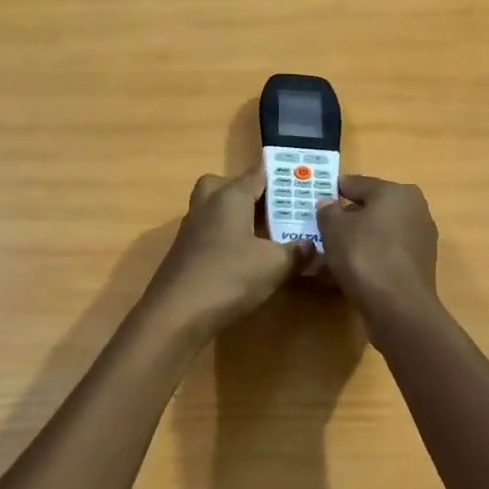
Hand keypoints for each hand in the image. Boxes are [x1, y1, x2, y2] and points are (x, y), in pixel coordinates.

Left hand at [142, 170, 305, 339]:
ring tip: (266, 236)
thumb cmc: (229, 277)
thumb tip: (312, 246)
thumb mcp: (275, 265)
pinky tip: (245, 260)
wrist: (176, 314)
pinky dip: (227, 240)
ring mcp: (191, 229)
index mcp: (230, 196)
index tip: (302, 183)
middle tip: (274, 209)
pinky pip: (211, 234)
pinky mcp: (185, 253)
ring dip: (238, 218)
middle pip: (228, 187)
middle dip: (251, 194)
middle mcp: (207, 204)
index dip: (282, 177)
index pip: (257, 174)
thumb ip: (297, 252)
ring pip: (217, 211)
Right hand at [315, 175, 438, 318]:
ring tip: (327, 257)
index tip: (314, 201)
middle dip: (345, 220)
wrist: (398, 307)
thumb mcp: (334, 228)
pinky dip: (367, 260)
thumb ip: (328, 211)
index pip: (358, 184)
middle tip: (320, 231)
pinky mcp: (418, 266)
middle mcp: (415, 210)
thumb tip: (328, 204)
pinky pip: (385, 255)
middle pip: (370, 210)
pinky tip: (345, 274)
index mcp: (397, 193)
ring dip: (354, 243)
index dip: (333, 191)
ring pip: (377, 235)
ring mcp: (420, 240)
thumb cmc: (364, 256)